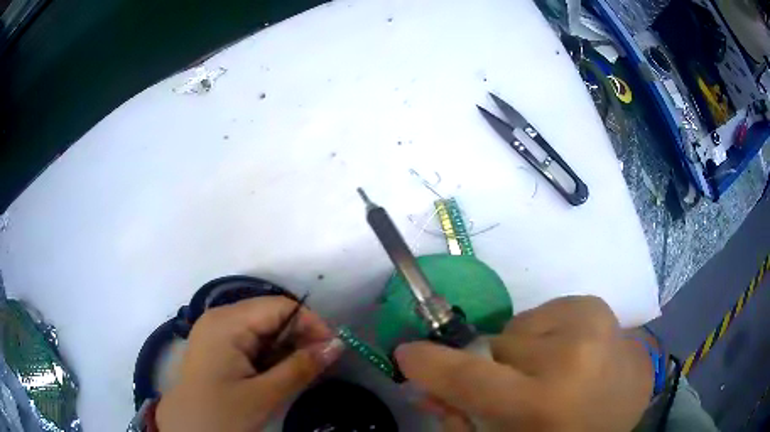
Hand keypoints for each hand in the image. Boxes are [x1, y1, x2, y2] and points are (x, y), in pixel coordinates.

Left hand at [156, 296, 343, 431]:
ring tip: (300, 372)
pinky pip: (250, 339)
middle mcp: (220, 317)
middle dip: (298, 337)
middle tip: (319, 365)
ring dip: (285, 348)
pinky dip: (269, 354)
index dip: (311, 324)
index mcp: (227, 322)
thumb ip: (302, 367)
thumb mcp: (265, 394)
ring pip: (262, 328)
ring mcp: (216, 330)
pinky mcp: (216, 344)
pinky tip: (277, 373)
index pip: (280, 307)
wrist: (186, 428)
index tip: (332, 350)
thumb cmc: (222, 413)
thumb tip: (338, 345)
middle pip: (270, 315)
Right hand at [395, 296, 652, 431]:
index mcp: (545, 401)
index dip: (429, 365)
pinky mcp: (597, 305)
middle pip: (494, 346)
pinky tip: (568, 353)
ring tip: (549, 371)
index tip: (407, 353)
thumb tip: (423, 388)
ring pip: (517, 327)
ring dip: (521, 350)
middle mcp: (570, 354)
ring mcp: (589, 322)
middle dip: (491, 367)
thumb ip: (460, 416)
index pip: (470, 377)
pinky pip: (543, 312)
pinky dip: (543, 333)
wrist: (629, 404)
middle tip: (515, 388)